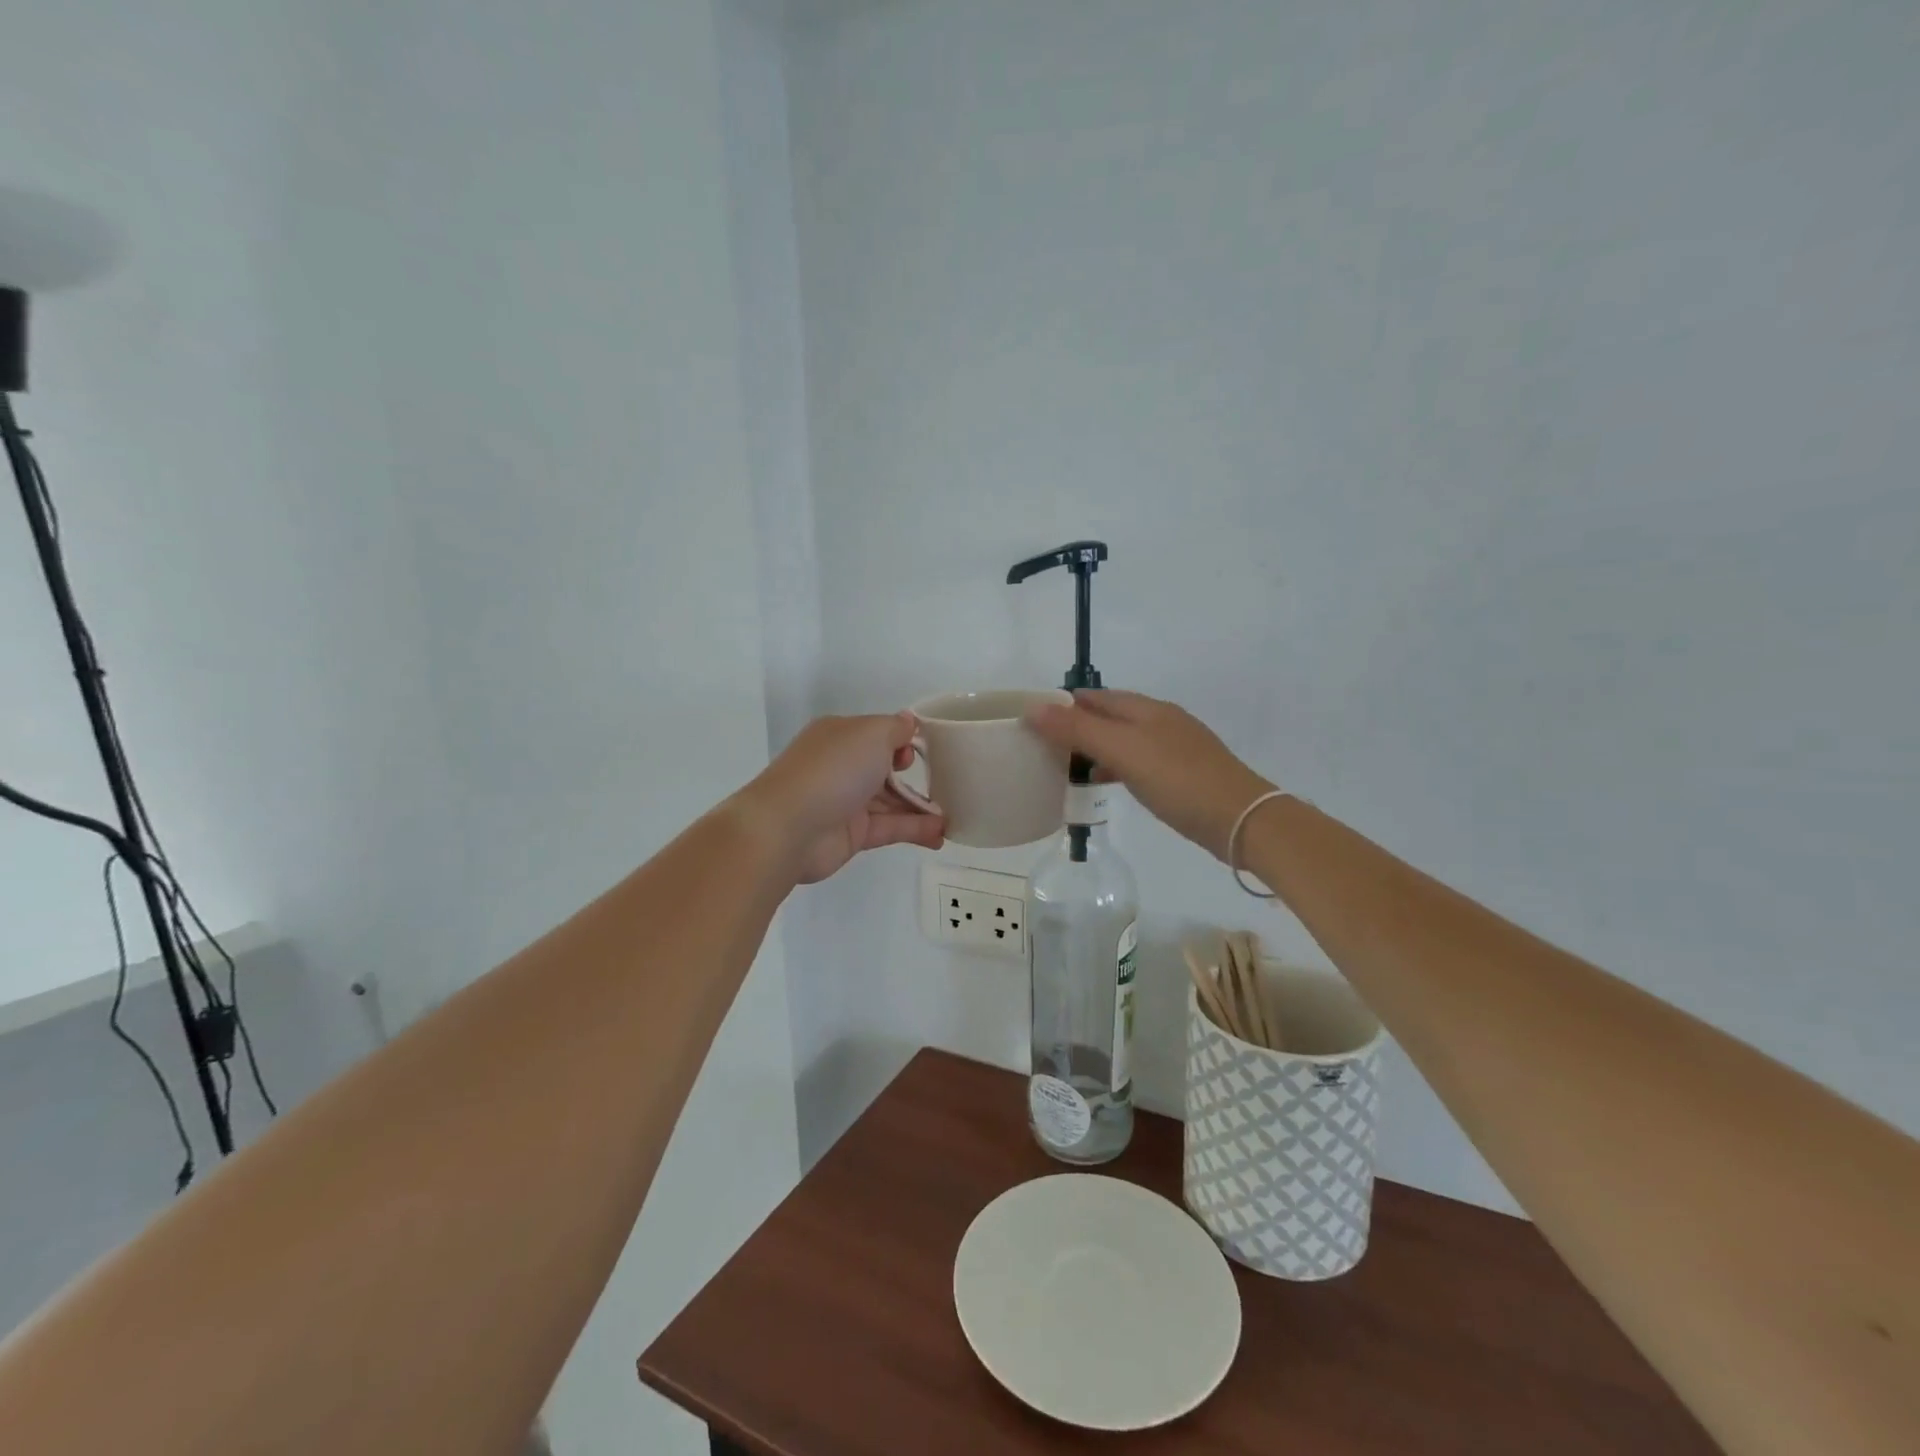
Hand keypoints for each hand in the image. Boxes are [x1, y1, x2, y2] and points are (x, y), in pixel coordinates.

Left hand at [739, 712, 945, 884]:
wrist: (788, 828)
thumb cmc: (833, 769)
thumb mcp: (871, 733)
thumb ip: (896, 729)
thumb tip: (908, 723)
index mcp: (841, 735)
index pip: (878, 733)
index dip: (904, 739)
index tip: (927, 749)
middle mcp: (842, 765)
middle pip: (885, 767)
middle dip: (915, 773)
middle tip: (948, 782)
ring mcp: (846, 801)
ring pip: (891, 800)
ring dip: (921, 807)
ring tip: (954, 814)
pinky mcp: (853, 834)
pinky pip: (890, 827)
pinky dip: (915, 829)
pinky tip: (941, 834)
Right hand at [1026, 690, 1275, 860]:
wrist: (1241, 820)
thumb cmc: (1179, 780)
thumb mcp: (1123, 751)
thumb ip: (1079, 729)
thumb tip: (1034, 706)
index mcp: (1147, 709)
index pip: (1095, 696)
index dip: (1064, 702)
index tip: (1032, 718)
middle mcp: (1160, 721)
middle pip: (1109, 716)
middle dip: (1076, 724)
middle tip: (1042, 744)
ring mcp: (1174, 747)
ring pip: (1123, 740)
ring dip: (1094, 747)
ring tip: (1064, 764)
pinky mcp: (1181, 774)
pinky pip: (1137, 761)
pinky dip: (1114, 766)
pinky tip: (1104, 781)